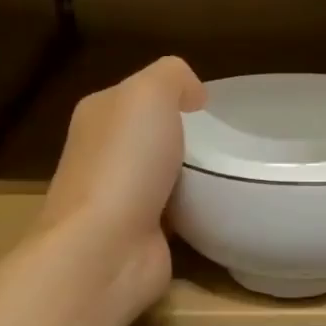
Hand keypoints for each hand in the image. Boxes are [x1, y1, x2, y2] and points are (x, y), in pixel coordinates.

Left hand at [38, 56, 206, 315]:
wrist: (106, 249)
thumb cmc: (126, 164)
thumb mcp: (150, 93)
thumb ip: (172, 77)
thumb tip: (192, 95)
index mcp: (98, 115)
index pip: (138, 95)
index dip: (173, 96)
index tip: (210, 110)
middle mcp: (101, 155)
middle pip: (150, 137)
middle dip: (185, 139)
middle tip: (227, 144)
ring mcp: (117, 199)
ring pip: (162, 176)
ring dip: (190, 177)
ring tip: (227, 174)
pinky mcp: (137, 235)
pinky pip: (172, 213)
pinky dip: (192, 210)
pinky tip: (214, 208)